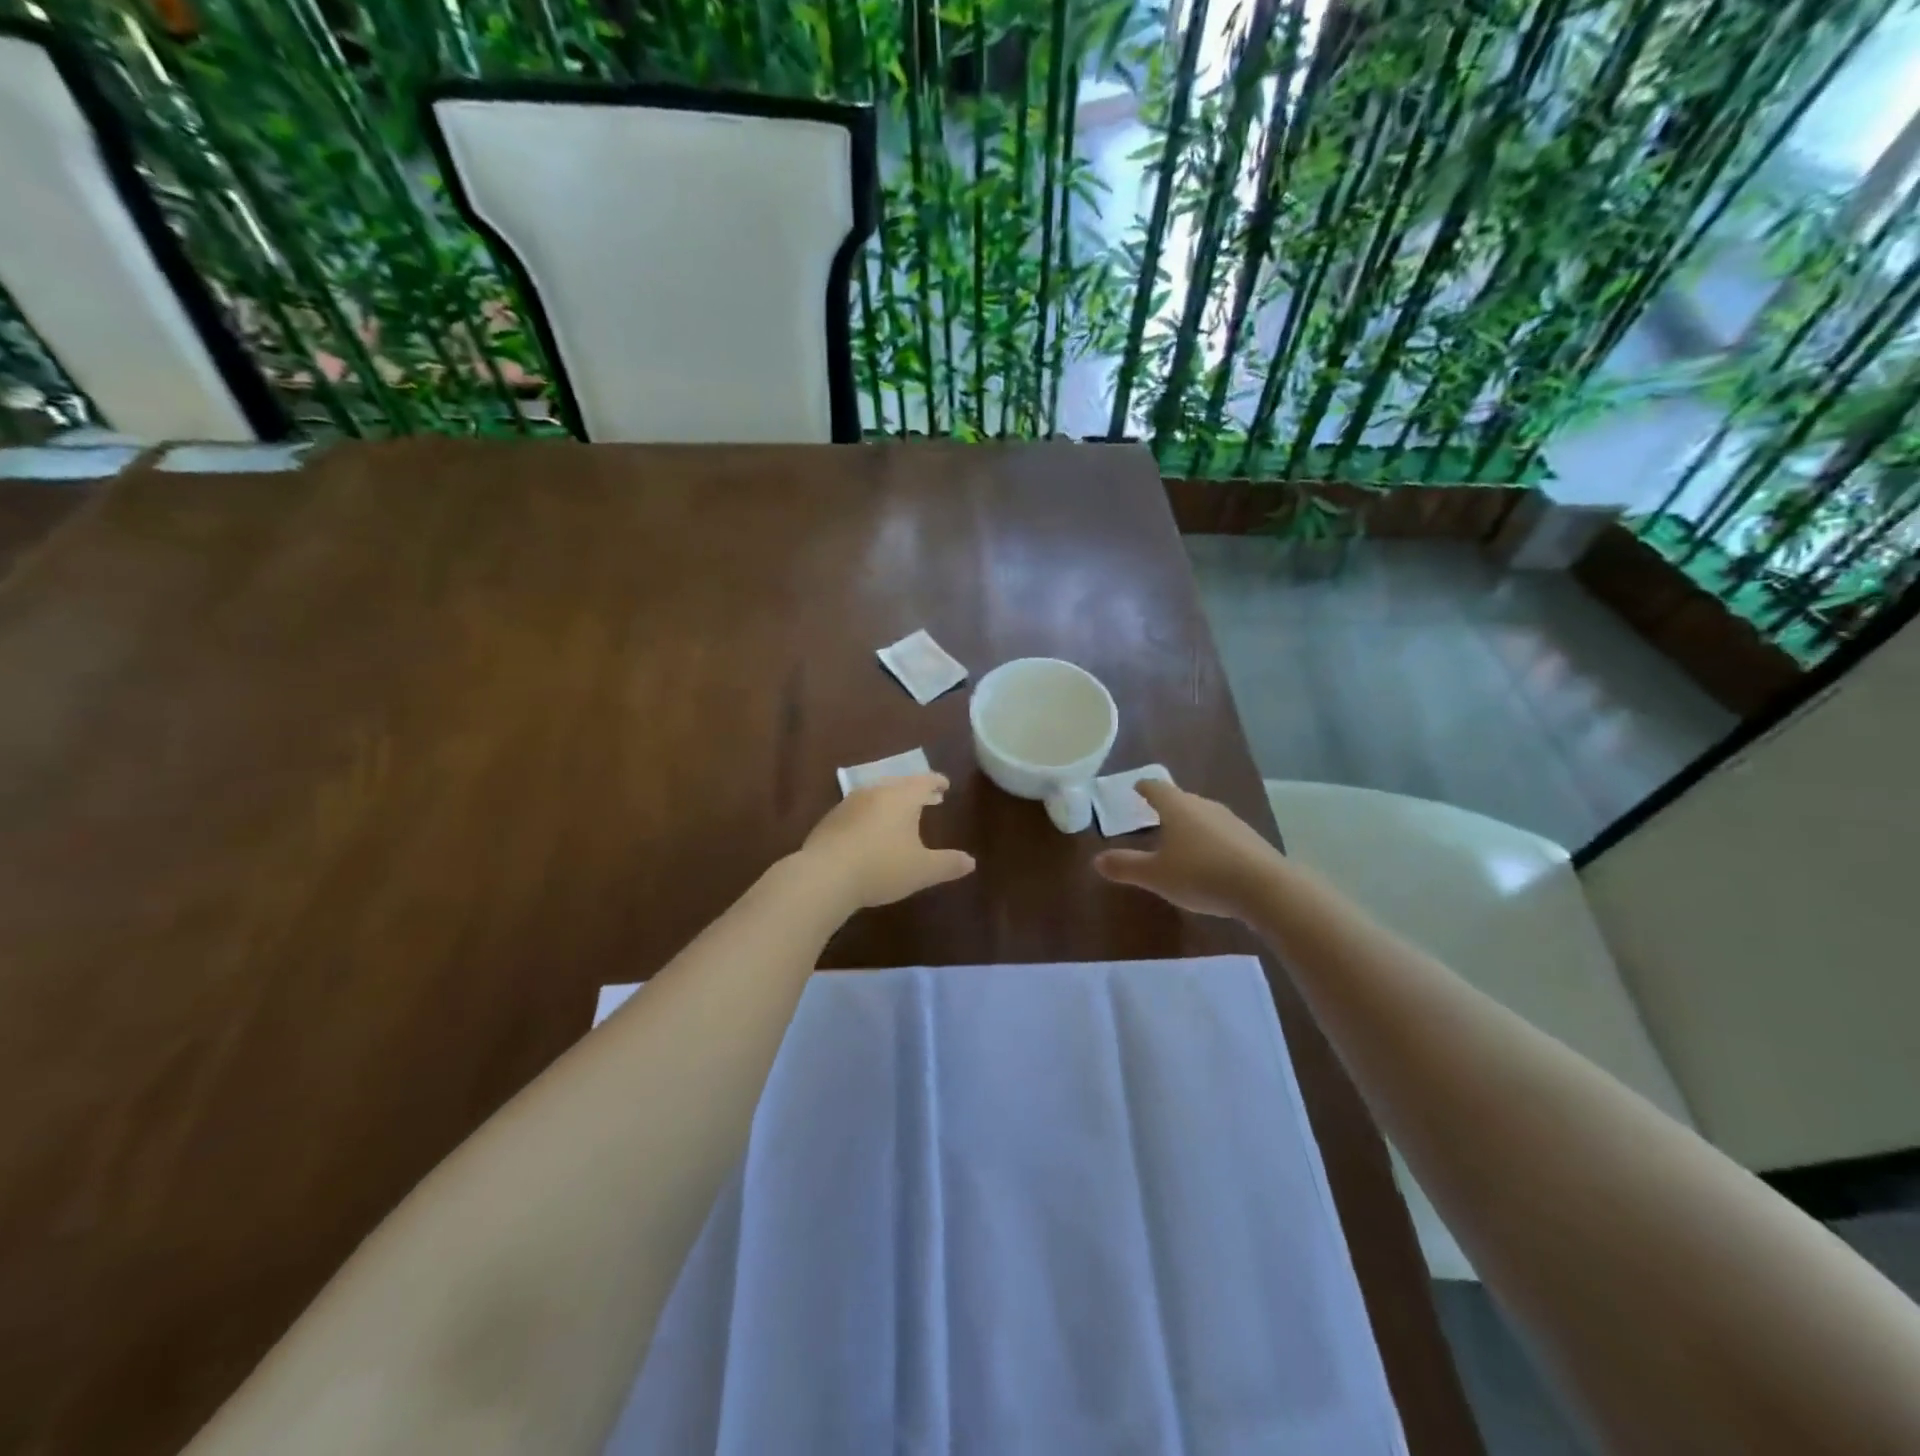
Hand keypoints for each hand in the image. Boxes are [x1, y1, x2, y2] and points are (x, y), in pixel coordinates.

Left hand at [800, 774, 975, 911]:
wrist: (824, 876)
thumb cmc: (881, 868)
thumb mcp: (922, 870)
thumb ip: (948, 864)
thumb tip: (971, 862)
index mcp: (901, 797)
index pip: (924, 782)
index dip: (936, 782)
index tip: (945, 785)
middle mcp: (875, 793)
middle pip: (899, 785)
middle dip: (916, 791)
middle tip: (928, 798)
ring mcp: (849, 804)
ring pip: (877, 795)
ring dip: (892, 802)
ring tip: (900, 814)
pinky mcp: (830, 821)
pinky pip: (858, 810)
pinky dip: (871, 815)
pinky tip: (870, 831)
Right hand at [1094, 781, 1280, 918]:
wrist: (1265, 888)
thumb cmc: (1201, 874)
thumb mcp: (1156, 875)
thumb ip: (1126, 866)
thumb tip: (1096, 860)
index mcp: (1178, 807)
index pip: (1156, 788)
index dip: (1144, 788)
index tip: (1136, 787)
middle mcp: (1204, 806)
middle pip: (1181, 800)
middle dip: (1166, 806)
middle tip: (1152, 814)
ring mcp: (1231, 822)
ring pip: (1203, 816)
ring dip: (1189, 824)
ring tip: (1178, 839)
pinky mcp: (1250, 840)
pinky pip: (1221, 834)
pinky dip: (1209, 841)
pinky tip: (1207, 859)